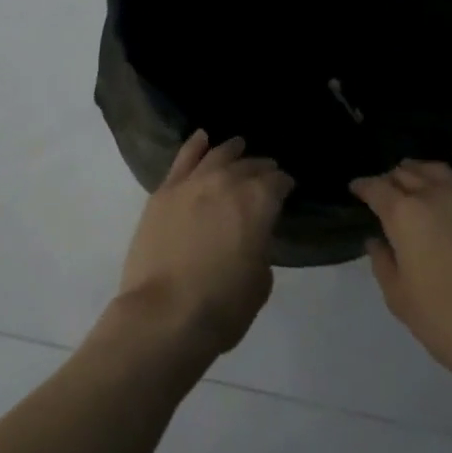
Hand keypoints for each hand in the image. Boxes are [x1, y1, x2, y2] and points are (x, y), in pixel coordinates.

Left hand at [110, 130, 291, 362]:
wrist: (164, 314)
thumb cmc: (221, 306)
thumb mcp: (260, 281)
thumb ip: (259, 247)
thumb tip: (250, 235)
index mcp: (257, 203)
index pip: (277, 183)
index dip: (284, 184)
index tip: (287, 188)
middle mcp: (226, 183)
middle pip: (248, 166)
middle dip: (261, 168)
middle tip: (267, 171)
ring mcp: (191, 184)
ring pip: (216, 156)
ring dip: (231, 150)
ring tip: (239, 145)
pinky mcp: (163, 193)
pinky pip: (182, 159)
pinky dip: (194, 145)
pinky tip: (202, 138)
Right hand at [351, 139, 451, 401]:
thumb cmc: (448, 322)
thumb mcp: (400, 298)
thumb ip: (383, 263)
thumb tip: (378, 240)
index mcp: (403, 214)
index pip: (375, 188)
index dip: (362, 187)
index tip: (355, 190)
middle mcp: (434, 194)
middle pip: (405, 174)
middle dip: (390, 180)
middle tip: (385, 192)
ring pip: (437, 169)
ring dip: (419, 169)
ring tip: (412, 175)